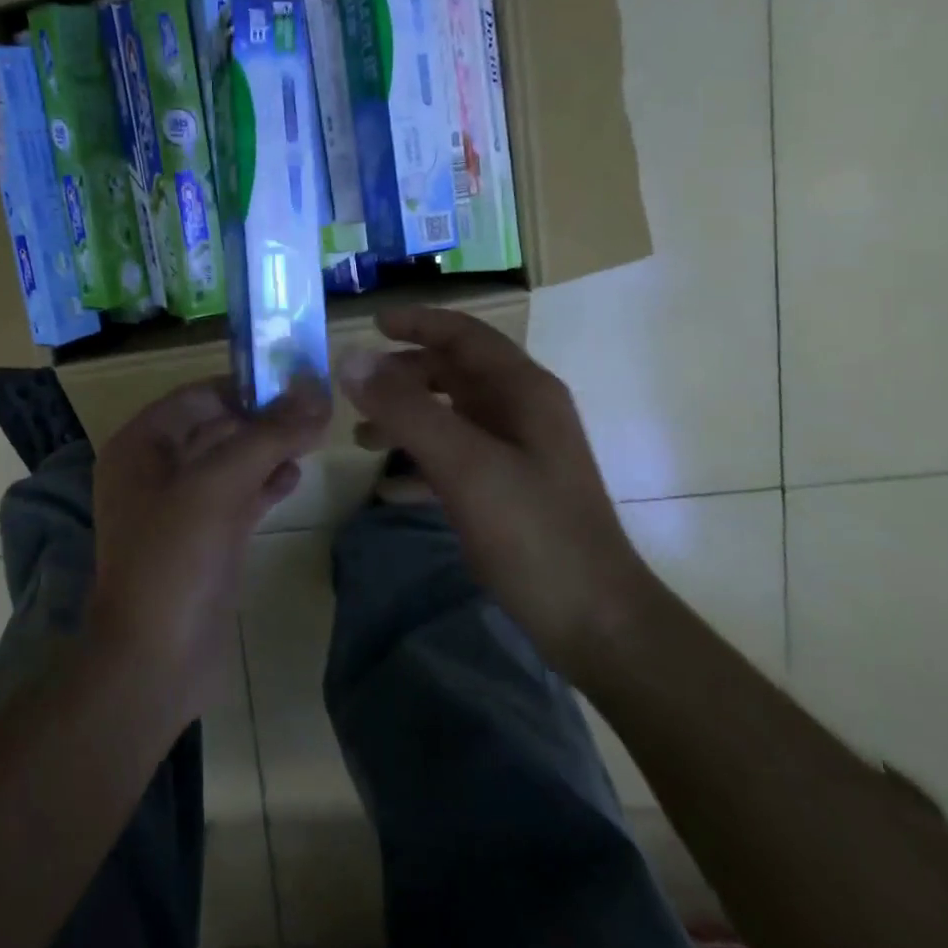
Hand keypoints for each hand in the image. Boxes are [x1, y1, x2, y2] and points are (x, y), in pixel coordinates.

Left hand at [87, 377, 330, 728]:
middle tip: (316, 410)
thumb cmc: (175, 558)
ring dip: (269, 449)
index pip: (199, 395)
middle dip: (264, 419)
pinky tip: (296, 477)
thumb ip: (269, 435)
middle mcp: (156, 469)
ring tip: (313, 440)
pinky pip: (237, 497)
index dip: (246, 385)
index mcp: (142, 445)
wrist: (154, 662)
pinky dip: (265, 484)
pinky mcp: (204, 539)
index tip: (296, 381)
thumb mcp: (219, 485)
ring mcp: (180, 507)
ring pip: (231, 462)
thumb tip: (317, 391)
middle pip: (217, 426)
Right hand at [337, 306, 654, 670]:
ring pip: (451, 415)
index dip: (418, 323)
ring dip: (407, 418)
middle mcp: (522, 411)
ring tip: (362, 439)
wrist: (597, 624)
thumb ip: (406, 409)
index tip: (371, 324)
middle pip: (454, 373)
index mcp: (523, 391)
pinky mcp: (510, 490)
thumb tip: (351, 359)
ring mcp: (518, 452)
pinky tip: (388, 487)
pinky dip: (421, 461)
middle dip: (404, 376)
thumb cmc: (533, 532)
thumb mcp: (464, 465)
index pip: (465, 335)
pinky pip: (455, 457)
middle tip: (357, 391)